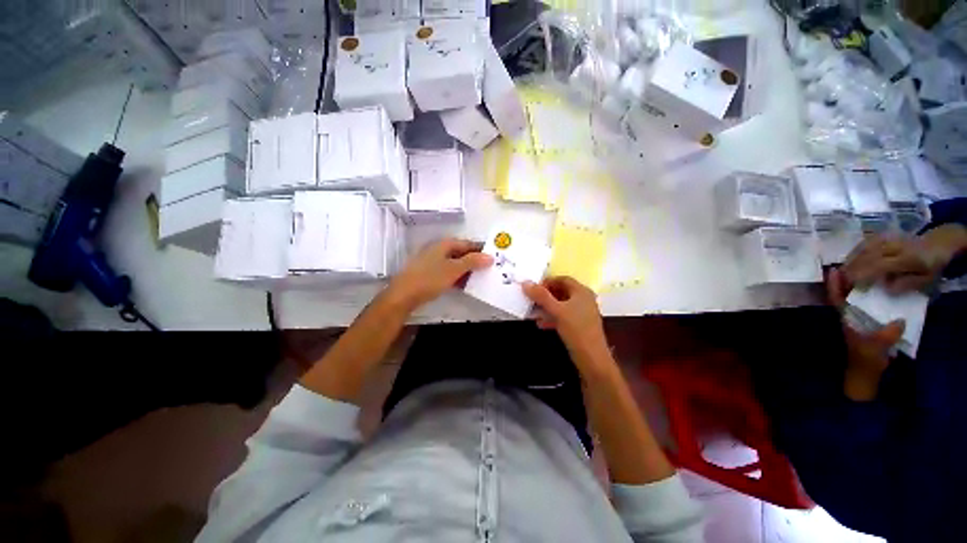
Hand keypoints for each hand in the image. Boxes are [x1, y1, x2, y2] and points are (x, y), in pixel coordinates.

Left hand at [386, 238, 492, 310]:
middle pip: (461, 253)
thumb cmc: (430, 278)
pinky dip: (457, 276)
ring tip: (479, 278)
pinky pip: (447, 272)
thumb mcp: (454, 269)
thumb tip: (490, 256)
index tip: (493, 257)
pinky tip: (463, 284)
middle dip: (475, 261)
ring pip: (454, 263)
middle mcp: (438, 250)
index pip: (467, 244)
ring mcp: (432, 261)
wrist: (403, 295)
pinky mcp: (428, 273)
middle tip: (488, 269)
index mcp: (444, 244)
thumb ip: (472, 262)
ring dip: (466, 270)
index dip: (480, 249)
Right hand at [523, 276, 610, 370]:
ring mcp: (582, 312)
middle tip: (531, 300)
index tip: (533, 289)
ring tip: (533, 312)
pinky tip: (541, 323)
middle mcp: (584, 299)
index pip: (562, 279)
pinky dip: (552, 317)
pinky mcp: (579, 325)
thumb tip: (526, 283)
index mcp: (581, 291)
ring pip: (561, 305)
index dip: (547, 282)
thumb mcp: (556, 310)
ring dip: (547, 307)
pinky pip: (563, 316)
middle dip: (545, 296)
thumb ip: (541, 296)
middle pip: (561, 291)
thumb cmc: (576, 329)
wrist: (591, 358)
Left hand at [827, 268, 904, 400]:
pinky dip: (875, 297)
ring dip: (861, 285)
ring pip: (857, 298)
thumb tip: (899, 320)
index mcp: (846, 319)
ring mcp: (859, 319)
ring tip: (871, 269)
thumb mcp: (876, 347)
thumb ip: (887, 334)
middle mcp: (850, 316)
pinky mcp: (870, 324)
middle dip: (848, 279)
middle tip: (857, 261)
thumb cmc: (867, 359)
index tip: (834, 270)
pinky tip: (886, 288)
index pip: (836, 298)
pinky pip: (870, 306)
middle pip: (846, 294)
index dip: (834, 284)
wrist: (867, 373)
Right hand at [842, 225, 966, 293]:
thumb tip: (886, 288)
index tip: (849, 284)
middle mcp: (896, 245)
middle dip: (852, 268)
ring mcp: (889, 237)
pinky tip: (850, 259)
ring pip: (864, 248)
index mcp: (909, 258)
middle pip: (869, 256)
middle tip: (840, 280)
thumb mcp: (926, 280)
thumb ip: (907, 284)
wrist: (937, 243)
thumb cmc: (930, 267)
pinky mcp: (884, 234)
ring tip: (842, 271)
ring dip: (850, 260)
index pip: (880, 266)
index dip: (863, 274)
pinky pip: (865, 243)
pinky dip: (855, 252)